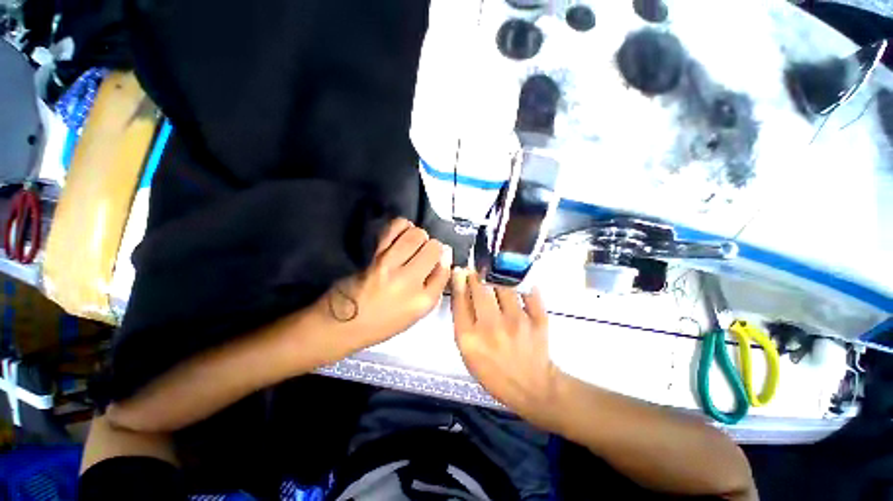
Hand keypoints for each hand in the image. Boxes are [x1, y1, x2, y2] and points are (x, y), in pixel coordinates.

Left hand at [322, 218, 450, 352]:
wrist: (347, 323)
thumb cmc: (381, 322)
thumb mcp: (415, 314)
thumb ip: (433, 285)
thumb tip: (443, 256)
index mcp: (423, 301)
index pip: (444, 269)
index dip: (442, 260)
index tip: (436, 260)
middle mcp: (409, 282)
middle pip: (433, 248)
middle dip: (431, 245)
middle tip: (423, 252)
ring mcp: (390, 266)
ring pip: (415, 235)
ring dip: (417, 235)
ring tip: (412, 242)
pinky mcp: (374, 256)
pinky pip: (393, 230)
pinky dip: (401, 226)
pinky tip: (400, 232)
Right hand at [450, 269, 561, 426]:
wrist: (531, 386)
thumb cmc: (495, 375)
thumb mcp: (470, 357)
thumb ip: (465, 327)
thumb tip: (464, 295)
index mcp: (469, 339)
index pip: (460, 301)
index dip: (459, 283)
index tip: (460, 272)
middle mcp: (491, 326)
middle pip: (480, 289)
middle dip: (476, 276)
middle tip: (477, 270)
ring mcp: (517, 321)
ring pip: (504, 286)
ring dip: (498, 280)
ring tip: (497, 278)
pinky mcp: (538, 319)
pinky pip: (530, 293)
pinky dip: (524, 288)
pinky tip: (521, 288)